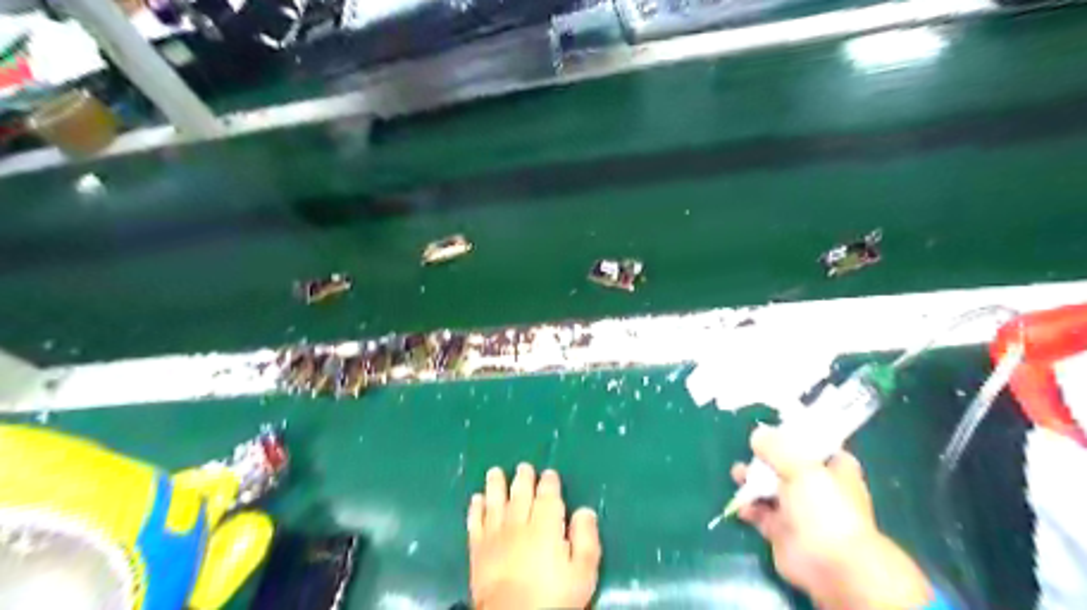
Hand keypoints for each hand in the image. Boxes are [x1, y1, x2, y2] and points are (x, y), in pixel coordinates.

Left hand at [467, 465, 602, 607]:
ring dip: (496, 485)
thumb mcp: (582, 573)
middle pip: (521, 494)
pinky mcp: (478, 549)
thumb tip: (584, 510)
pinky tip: (476, 499)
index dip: (549, 483)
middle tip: (523, 467)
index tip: (549, 473)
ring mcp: (496, 535)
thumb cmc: (553, 598)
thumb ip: (586, 539)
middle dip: (523, 478)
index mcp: (546, 526)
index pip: (548, 496)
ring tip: (495, 472)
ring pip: (496, 502)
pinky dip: (475, 508)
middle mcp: (519, 523)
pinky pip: (475, 522)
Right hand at [735, 423, 928, 609]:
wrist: (829, 564)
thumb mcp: (801, 467)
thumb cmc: (825, 508)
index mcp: (834, 469)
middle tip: (750, 450)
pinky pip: (760, 513)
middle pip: (787, 466)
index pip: (818, 447)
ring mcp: (798, 511)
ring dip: (753, 481)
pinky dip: (748, 507)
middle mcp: (817, 488)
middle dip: (766, 458)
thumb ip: (777, 447)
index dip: (798, 437)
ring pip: (771, 489)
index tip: (775, 428)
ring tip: (738, 474)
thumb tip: (757, 434)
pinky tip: (742, 504)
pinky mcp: (781, 530)